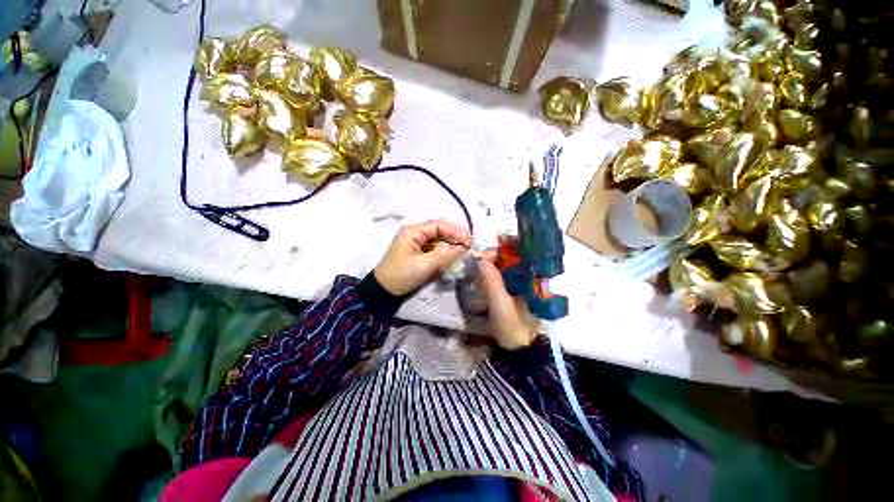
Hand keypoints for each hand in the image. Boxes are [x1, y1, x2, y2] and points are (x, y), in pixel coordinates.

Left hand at [374, 220, 470, 295]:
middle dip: (454, 239)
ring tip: (463, 254)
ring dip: (451, 247)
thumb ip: (444, 255)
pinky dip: (445, 254)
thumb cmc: (401, 275)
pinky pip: (435, 250)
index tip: (468, 241)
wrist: (384, 292)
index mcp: (413, 232)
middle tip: (469, 248)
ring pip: (439, 241)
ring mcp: (417, 244)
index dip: (455, 231)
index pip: (438, 226)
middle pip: (440, 232)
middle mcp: (416, 235)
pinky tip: (453, 259)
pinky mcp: (419, 254)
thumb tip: (463, 248)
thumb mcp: (424, 265)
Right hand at [478, 250, 540, 349]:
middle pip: (517, 254)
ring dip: (494, 258)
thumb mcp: (501, 307)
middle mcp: (531, 276)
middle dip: (500, 251)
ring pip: (508, 261)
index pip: (529, 252)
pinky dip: (493, 267)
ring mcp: (522, 281)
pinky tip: (484, 268)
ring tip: (481, 262)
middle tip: (483, 256)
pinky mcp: (513, 286)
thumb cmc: (514, 327)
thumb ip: (492, 284)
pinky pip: (503, 270)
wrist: (517, 346)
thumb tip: (481, 261)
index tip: (496, 243)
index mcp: (536, 280)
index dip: (513, 244)